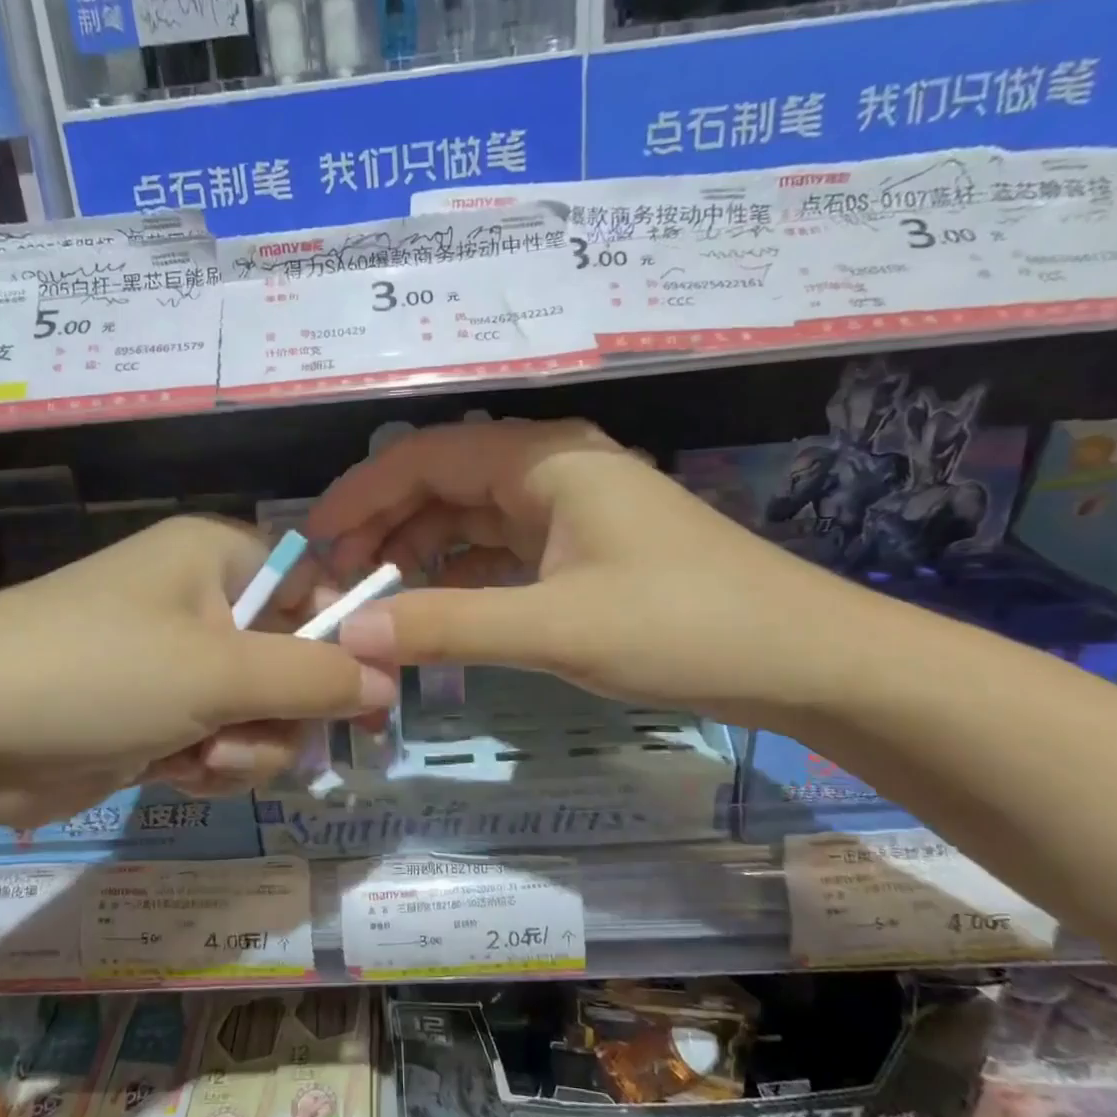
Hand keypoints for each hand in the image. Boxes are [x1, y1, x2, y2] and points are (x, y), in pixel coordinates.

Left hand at [0, 515, 395, 827]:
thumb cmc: (97, 673)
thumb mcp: (220, 673)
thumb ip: (315, 678)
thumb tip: (389, 681)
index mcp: (219, 557)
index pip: (317, 585)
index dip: (348, 639)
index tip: (372, 697)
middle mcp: (203, 602)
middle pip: (294, 659)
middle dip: (282, 712)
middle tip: (260, 737)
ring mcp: (178, 663)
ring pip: (261, 712)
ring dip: (246, 747)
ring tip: (201, 759)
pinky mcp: (155, 715)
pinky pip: (220, 741)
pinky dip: (210, 764)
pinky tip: (175, 772)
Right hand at [306, 418, 862, 723]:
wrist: (802, 658)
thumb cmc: (683, 627)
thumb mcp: (555, 627)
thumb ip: (449, 626)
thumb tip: (354, 634)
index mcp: (543, 459)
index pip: (424, 457)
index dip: (361, 494)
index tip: (314, 541)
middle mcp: (550, 470)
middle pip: (441, 483)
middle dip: (384, 527)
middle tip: (338, 582)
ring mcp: (568, 511)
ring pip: (469, 519)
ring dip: (419, 554)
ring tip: (374, 600)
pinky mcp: (582, 551)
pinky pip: (499, 552)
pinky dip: (459, 577)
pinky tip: (434, 609)